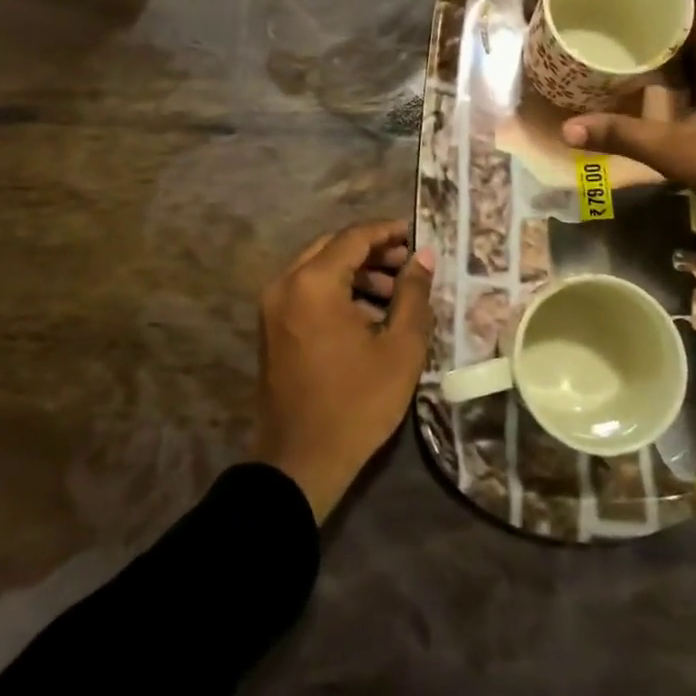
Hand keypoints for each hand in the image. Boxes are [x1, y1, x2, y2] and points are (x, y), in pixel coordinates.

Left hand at [253, 221, 433, 522]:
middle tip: (408, 264)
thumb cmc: (356, 403)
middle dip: (373, 251)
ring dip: (355, 272)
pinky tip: (367, 314)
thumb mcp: (399, 348)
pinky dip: (336, 291)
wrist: (300, 463)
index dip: (388, 232)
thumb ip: (413, 293)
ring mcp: (273, 306)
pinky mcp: (271, 327)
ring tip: (394, 292)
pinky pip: (306, 291)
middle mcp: (285, 284)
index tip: (418, 235)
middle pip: (333, 248)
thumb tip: (424, 255)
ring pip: (318, 269)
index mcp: (313, 283)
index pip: (354, 237)